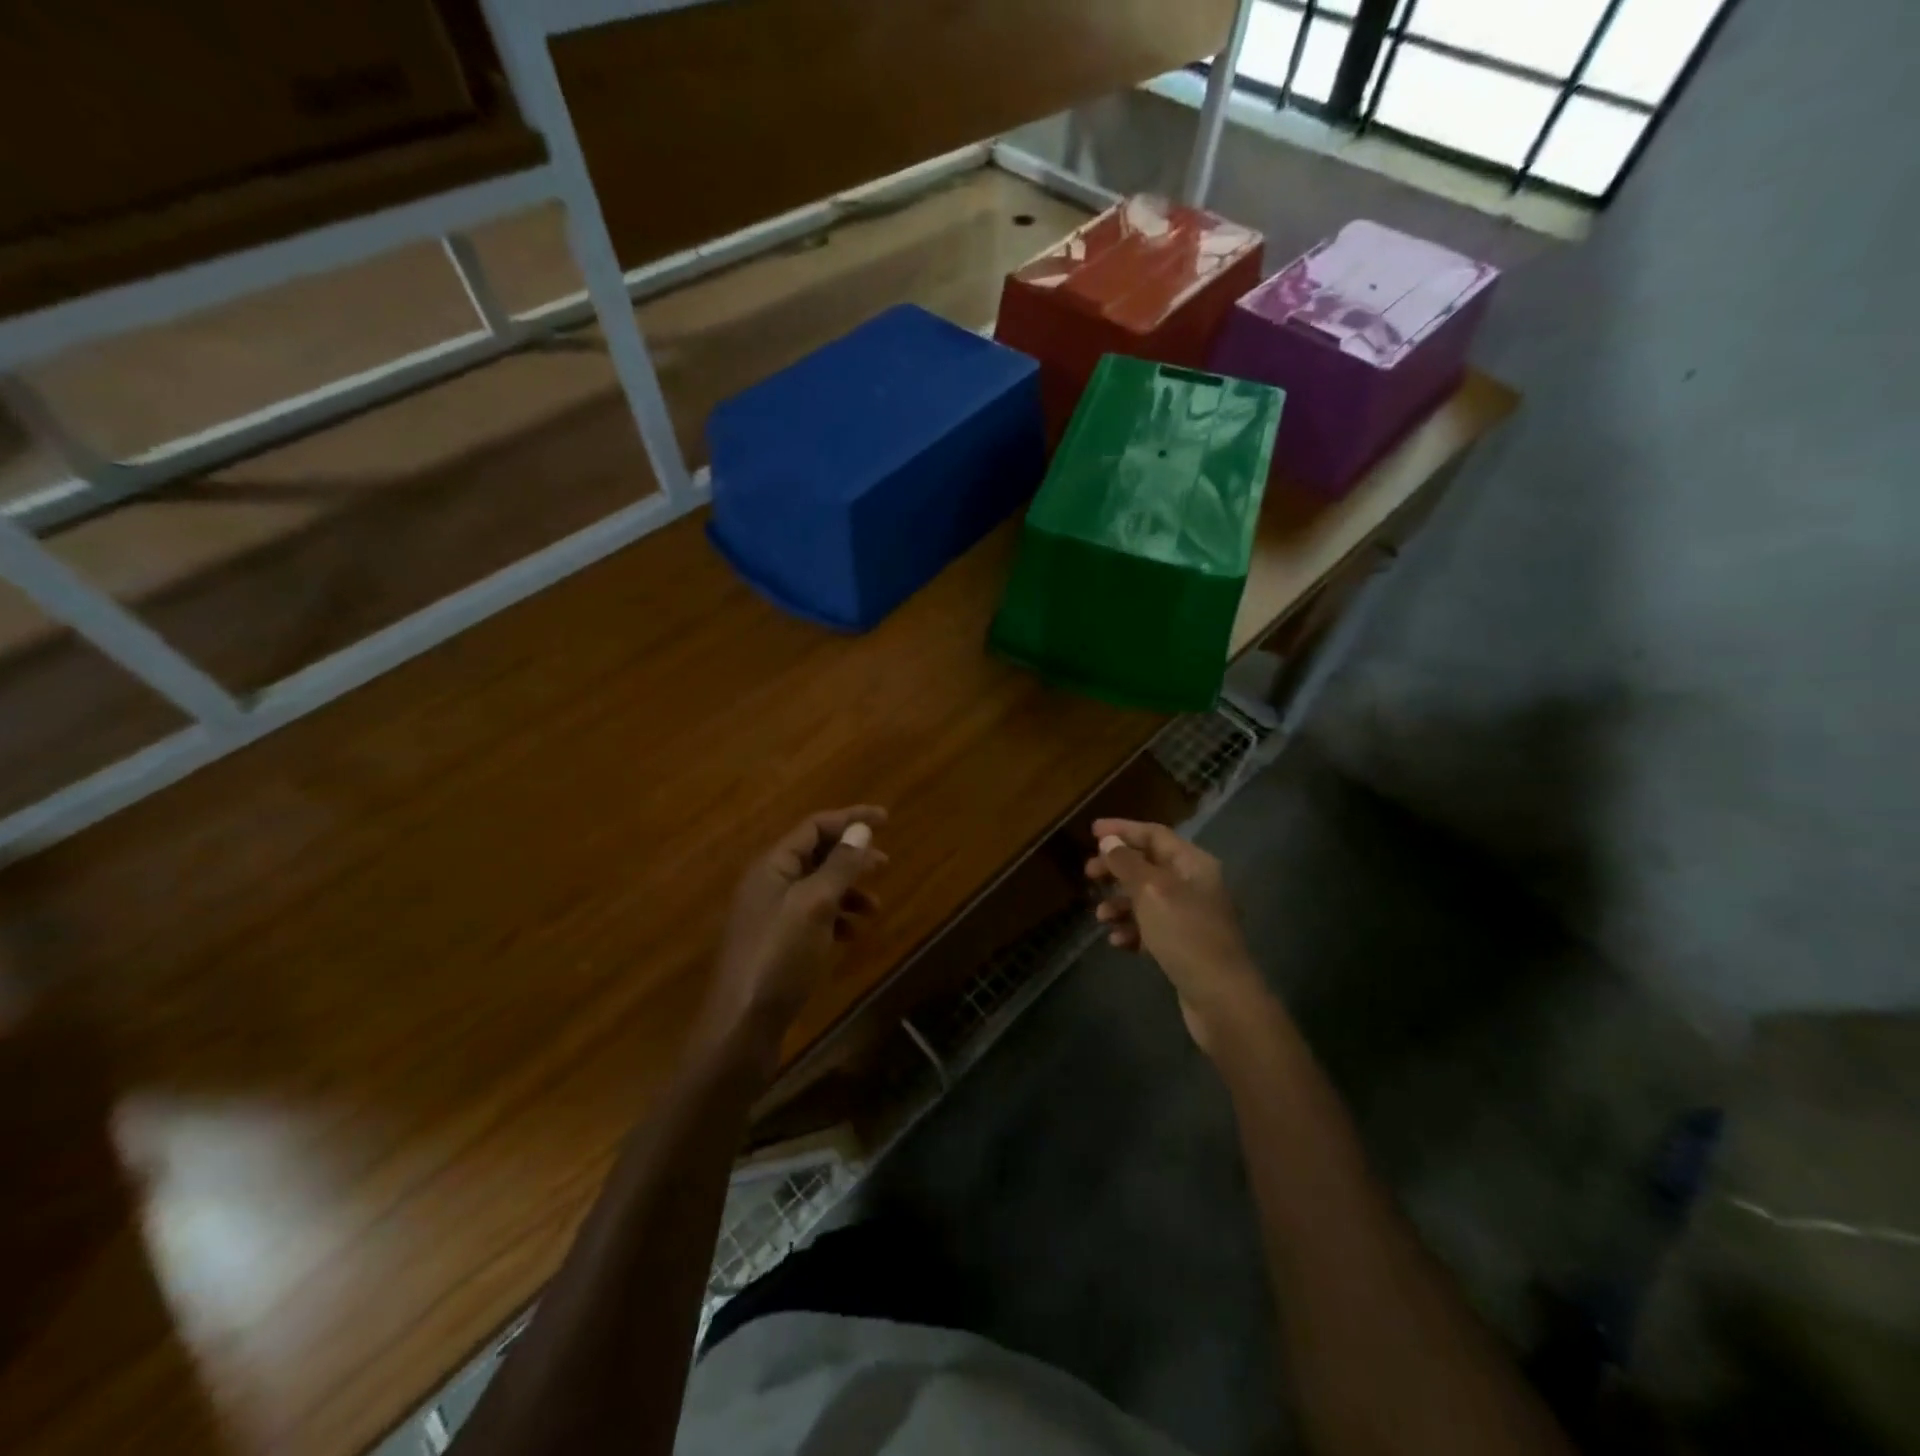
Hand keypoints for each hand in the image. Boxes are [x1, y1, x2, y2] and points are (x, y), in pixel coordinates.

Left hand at [702, 806, 887, 1058]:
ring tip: (875, 907)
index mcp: (772, 867)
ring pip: (816, 888)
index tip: (887, 819)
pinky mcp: (775, 945)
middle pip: (815, 855)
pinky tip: (851, 935)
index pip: (814, 827)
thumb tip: (860, 829)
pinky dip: (836, 919)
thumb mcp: (816, 905)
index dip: (850, 819)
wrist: (741, 1027)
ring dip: (848, 891)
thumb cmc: (779, 957)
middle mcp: (768, 884)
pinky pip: (812, 918)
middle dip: (852, 856)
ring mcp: (770, 916)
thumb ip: (840, 865)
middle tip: (886, 863)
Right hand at [1086, 818, 1268, 1054]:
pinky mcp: (1185, 946)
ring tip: (1100, 917)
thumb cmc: (1186, 935)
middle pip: (1149, 865)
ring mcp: (1191, 917)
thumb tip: (1109, 840)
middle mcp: (1194, 885)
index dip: (1123, 829)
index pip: (1154, 834)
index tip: (1091, 831)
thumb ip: (1127, 863)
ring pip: (1147, 898)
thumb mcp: (1151, 892)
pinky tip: (1117, 941)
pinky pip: (1151, 928)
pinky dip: (1132, 929)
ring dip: (1120, 903)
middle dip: (1117, 868)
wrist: (1221, 998)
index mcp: (1193, 864)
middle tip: (1088, 874)